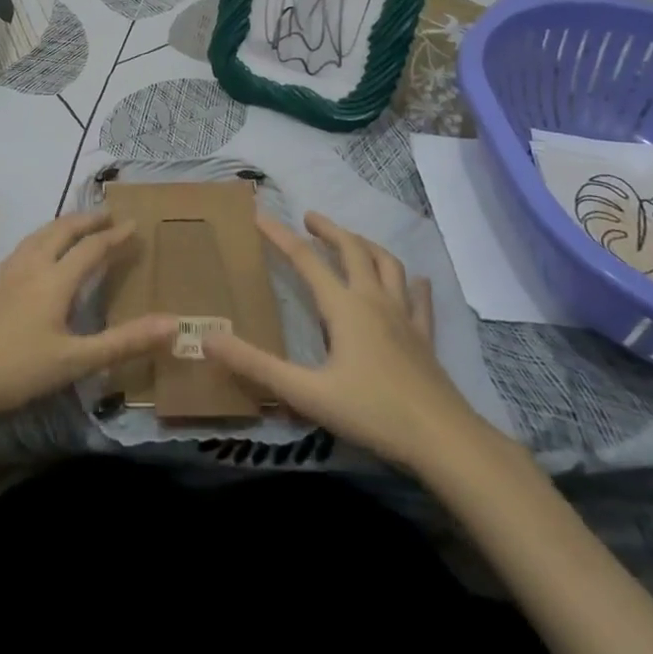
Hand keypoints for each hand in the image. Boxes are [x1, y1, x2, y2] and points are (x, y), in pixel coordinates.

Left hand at [0, 210, 176, 428]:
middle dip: (86, 220)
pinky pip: (19, 248)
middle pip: (61, 231)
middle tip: (106, 215)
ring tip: (74, 225)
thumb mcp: (78, 360)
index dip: (115, 236)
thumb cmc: (21, 370)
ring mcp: (6, 273)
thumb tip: (173, 324)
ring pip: (37, 235)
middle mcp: (32, 266)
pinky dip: (37, 240)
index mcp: (55, 280)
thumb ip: (125, 342)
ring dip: (60, 225)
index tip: (134, 224)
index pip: (92, 248)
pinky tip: (32, 254)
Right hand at [204, 212, 497, 471]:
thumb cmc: (372, 412)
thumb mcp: (306, 393)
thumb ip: (257, 366)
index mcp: (343, 307)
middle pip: (352, 250)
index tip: (259, 214)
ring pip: (387, 265)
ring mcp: (404, 317)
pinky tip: (416, 281)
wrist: (443, 440)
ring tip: (353, 240)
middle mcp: (373, 301)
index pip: (304, 259)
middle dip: (329, 230)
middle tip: (309, 217)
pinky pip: (419, 301)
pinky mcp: (424, 338)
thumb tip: (209, 340)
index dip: (279, 235)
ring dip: (366, 245)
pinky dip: (413, 284)